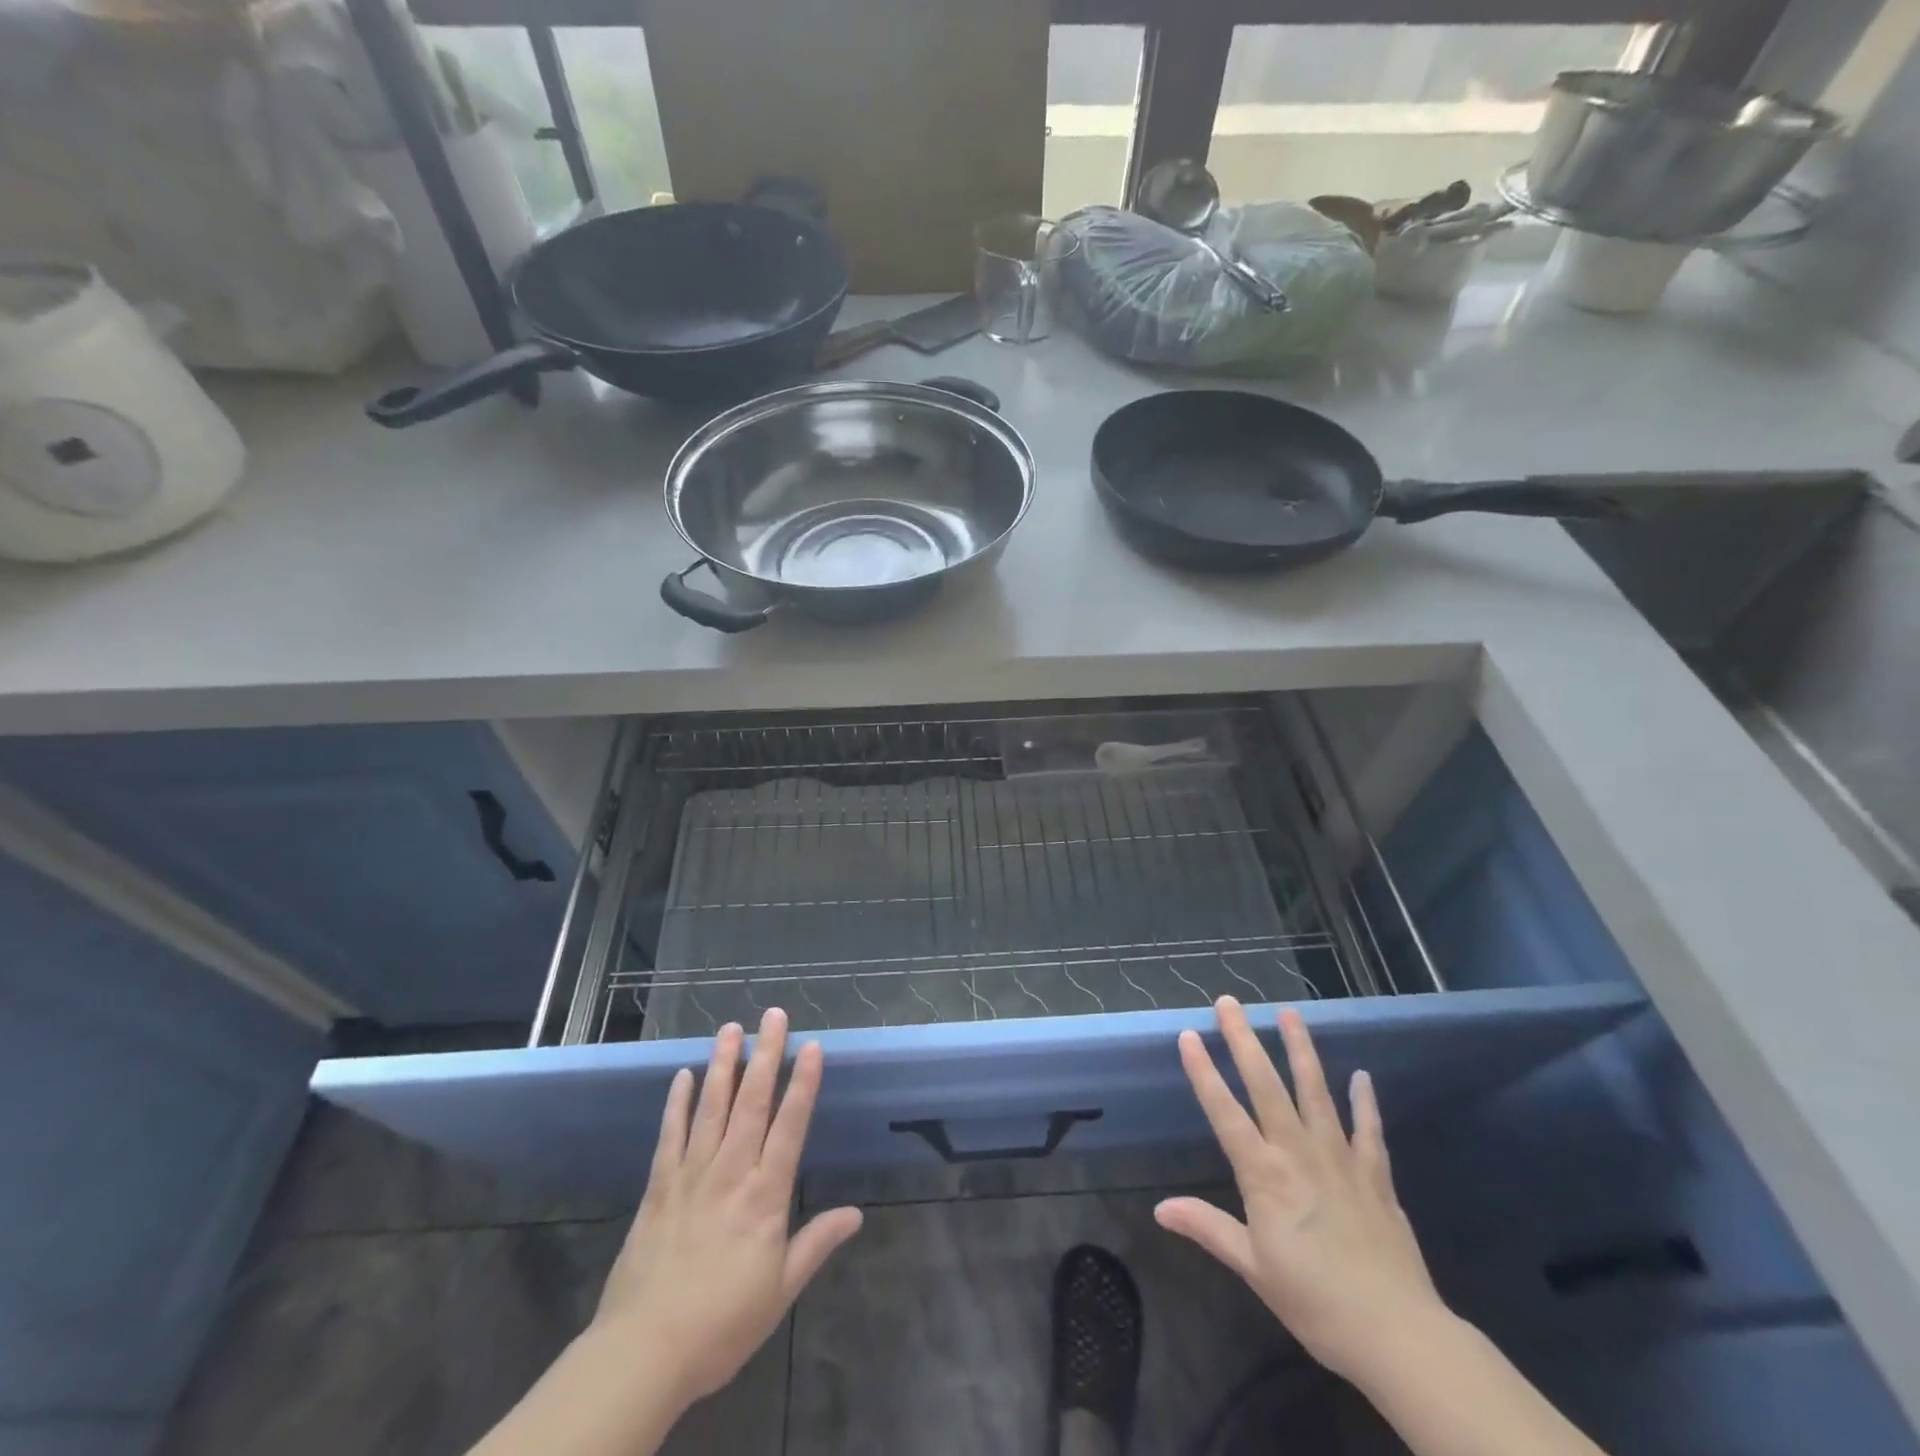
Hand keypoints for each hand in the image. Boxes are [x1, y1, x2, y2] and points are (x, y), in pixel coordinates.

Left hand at [593, 1008, 863, 1406]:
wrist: (643, 1353)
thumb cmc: (721, 1325)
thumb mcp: (779, 1292)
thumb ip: (815, 1244)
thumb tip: (856, 1214)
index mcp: (765, 1196)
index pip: (790, 1128)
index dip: (803, 1085)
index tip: (812, 1046)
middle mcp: (731, 1173)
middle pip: (752, 1103)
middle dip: (766, 1055)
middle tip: (773, 1015)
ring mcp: (691, 1175)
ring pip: (711, 1107)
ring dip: (723, 1065)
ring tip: (730, 1028)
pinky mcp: (659, 1188)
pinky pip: (670, 1136)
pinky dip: (676, 1103)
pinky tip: (682, 1075)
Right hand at [1155, 998, 1446, 1385]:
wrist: (1398, 1335)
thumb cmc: (1315, 1302)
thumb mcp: (1253, 1268)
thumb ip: (1208, 1229)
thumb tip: (1160, 1209)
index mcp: (1265, 1175)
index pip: (1225, 1112)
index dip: (1204, 1073)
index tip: (1189, 1035)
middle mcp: (1299, 1154)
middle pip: (1267, 1086)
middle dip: (1245, 1041)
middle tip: (1229, 1002)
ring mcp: (1340, 1159)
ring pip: (1316, 1093)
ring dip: (1301, 1050)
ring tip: (1289, 1013)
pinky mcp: (1375, 1176)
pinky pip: (1368, 1131)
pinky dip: (1365, 1103)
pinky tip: (1362, 1077)